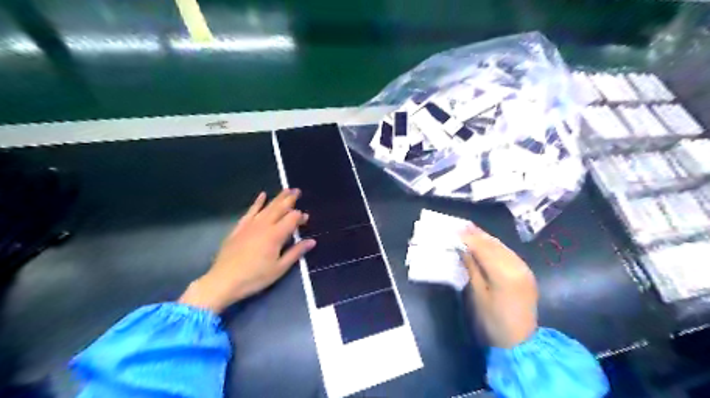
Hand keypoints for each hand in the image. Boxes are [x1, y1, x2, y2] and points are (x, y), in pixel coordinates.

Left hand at [180, 189, 314, 313]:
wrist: (223, 281)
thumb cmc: (255, 277)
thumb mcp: (279, 268)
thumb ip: (296, 252)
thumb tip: (312, 241)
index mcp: (276, 235)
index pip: (291, 219)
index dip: (300, 217)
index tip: (306, 218)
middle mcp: (264, 225)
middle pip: (279, 208)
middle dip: (290, 199)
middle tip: (297, 190)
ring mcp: (250, 225)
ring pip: (267, 207)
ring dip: (277, 198)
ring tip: (286, 189)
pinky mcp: (239, 228)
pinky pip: (250, 211)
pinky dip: (257, 202)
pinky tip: (262, 195)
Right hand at [461, 224, 538, 347]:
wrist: (520, 342)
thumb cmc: (492, 321)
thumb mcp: (477, 294)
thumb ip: (471, 268)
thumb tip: (462, 249)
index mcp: (504, 274)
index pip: (483, 249)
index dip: (468, 238)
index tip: (454, 229)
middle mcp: (517, 266)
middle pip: (494, 244)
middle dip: (477, 234)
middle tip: (461, 225)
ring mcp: (524, 268)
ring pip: (502, 246)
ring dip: (485, 237)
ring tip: (470, 229)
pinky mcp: (526, 272)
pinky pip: (508, 253)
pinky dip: (495, 246)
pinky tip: (486, 242)